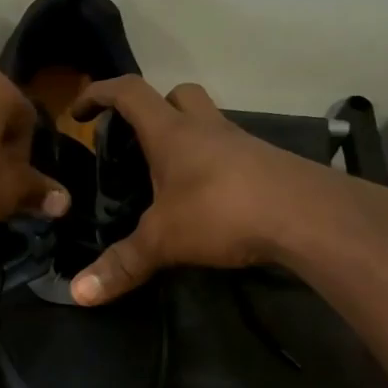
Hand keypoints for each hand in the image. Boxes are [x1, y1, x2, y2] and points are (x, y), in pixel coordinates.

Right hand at [66, 76, 387, 304]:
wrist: (309, 216)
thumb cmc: (222, 211)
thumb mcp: (163, 240)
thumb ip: (122, 264)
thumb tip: (78, 294)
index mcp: (171, 133)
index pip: (128, 93)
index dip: (99, 94)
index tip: (79, 113)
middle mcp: (206, 129)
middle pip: (178, 95)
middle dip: (155, 108)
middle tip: (139, 141)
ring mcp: (242, 144)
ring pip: (210, 124)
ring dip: (188, 140)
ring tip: (171, 180)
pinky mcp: (268, 165)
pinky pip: (233, 154)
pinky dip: (215, 168)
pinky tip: (210, 202)